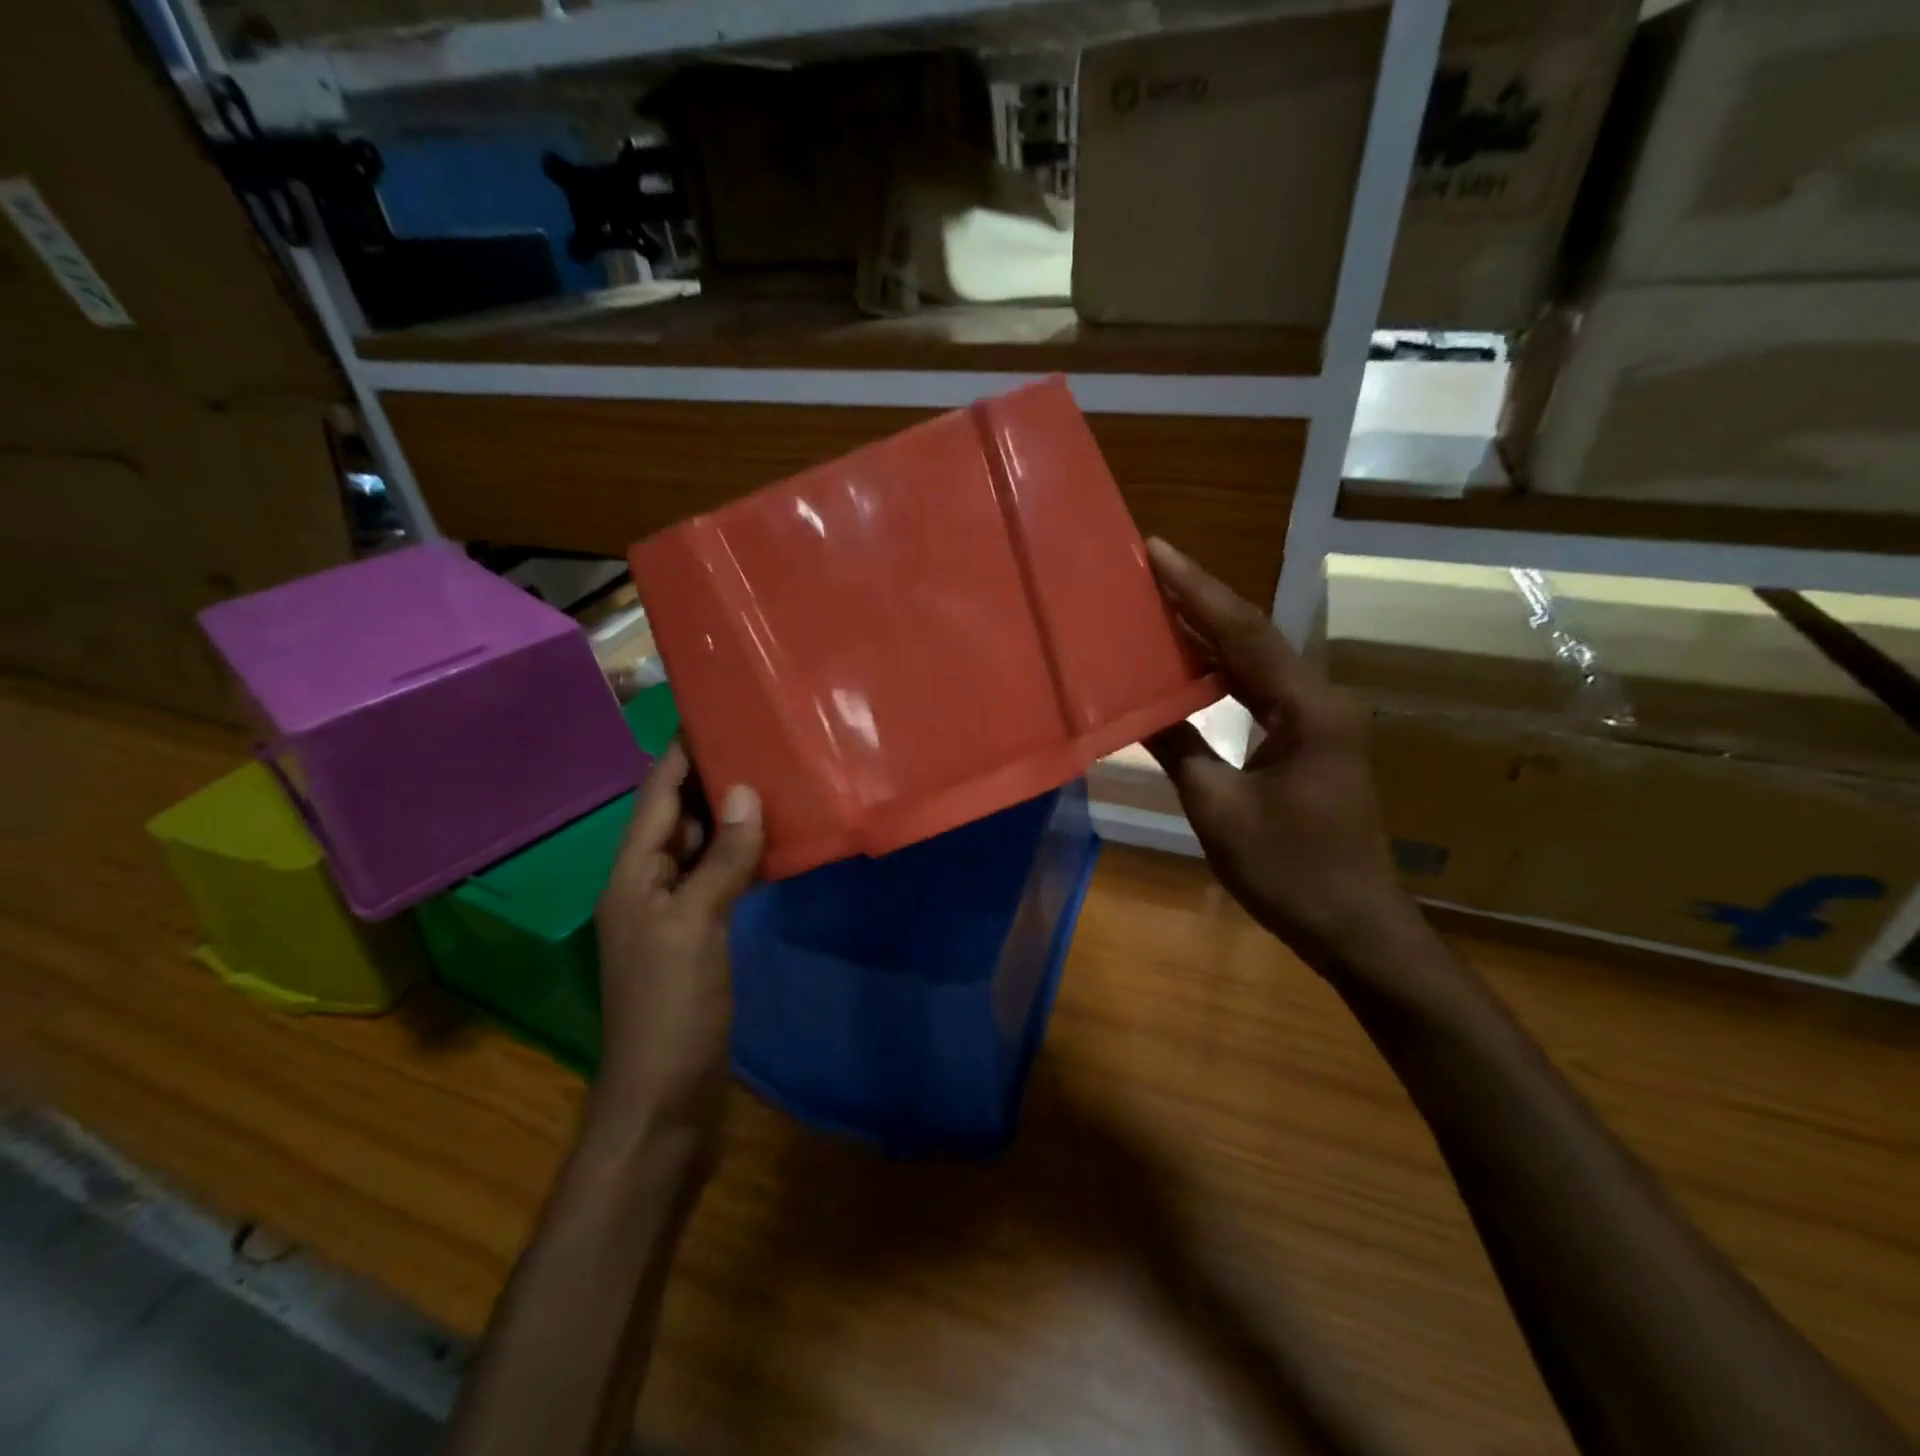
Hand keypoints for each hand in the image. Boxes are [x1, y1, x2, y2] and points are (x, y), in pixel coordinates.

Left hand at [590, 743, 762, 1151]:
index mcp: (632, 875)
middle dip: (712, 776)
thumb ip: (718, 859)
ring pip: (701, 847)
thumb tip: (745, 792)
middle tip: (760, 737)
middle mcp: (648, 885)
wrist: (664, 1102)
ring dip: (731, 815)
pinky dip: (742, 856)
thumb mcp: (694, 927)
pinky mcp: (700, 938)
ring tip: (775, 778)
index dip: (681, 753)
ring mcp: (674, 913)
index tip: (715, 710)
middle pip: (676, 816)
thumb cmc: (671, 1010)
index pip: (656, 795)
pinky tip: (776, 843)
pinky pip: (720, 879)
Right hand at [1144, 539, 1418, 968]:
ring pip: (1256, 661)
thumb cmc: (1290, 872)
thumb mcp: (1220, 810)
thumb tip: (1136, 708)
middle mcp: (1319, 701)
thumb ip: (1179, 748)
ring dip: (1209, 633)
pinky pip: (1259, 691)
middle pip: (1253, 636)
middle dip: (1200, 600)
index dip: (1196, 590)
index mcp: (1305, 709)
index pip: (1244, 633)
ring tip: (1157, 605)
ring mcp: (1318, 721)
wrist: (1355, 926)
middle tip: (1147, 569)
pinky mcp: (1310, 741)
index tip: (1157, 550)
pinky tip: (1187, 667)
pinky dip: (1220, 673)